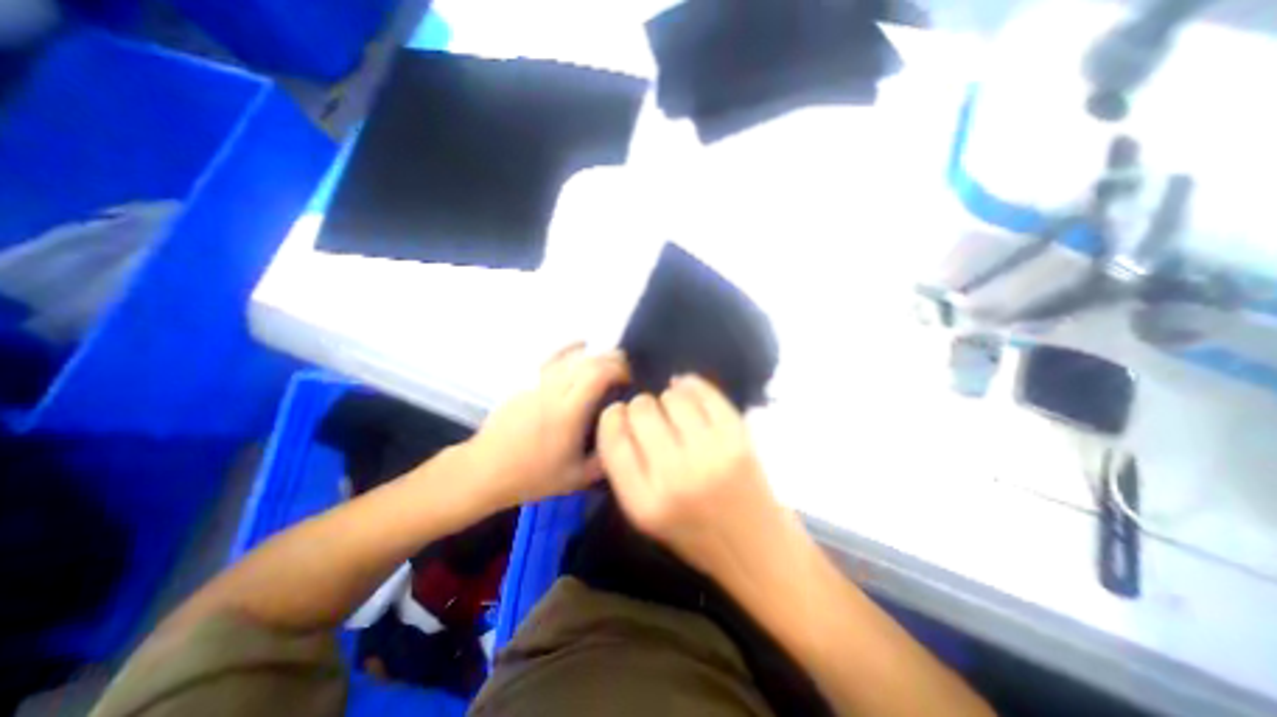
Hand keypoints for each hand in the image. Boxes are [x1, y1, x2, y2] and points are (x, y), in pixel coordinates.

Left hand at [466, 346, 632, 511]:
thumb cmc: (532, 476)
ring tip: (608, 357)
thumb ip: (604, 459)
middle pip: (586, 361)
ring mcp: (537, 385)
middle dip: (611, 358)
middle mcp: (553, 391)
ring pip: (569, 356)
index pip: (597, 374)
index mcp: (568, 413)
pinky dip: (570, 351)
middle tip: (624, 369)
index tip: (629, 379)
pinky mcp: (526, 384)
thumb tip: (624, 440)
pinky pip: (552, 360)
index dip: (618, 369)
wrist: (484, 470)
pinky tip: (579, 347)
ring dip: (593, 353)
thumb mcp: (576, 478)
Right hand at [600, 375, 788, 581]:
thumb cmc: (695, 534)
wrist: (756, 547)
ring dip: (668, 398)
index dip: (612, 416)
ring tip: (674, 410)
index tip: (619, 413)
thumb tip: (620, 413)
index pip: (614, 438)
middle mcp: (675, 477)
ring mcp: (711, 454)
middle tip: (652, 416)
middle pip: (642, 410)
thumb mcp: (645, 516)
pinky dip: (692, 385)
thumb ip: (625, 469)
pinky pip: (705, 393)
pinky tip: (688, 391)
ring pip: (673, 397)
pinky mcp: (738, 438)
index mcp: (644, 502)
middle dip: (641, 407)